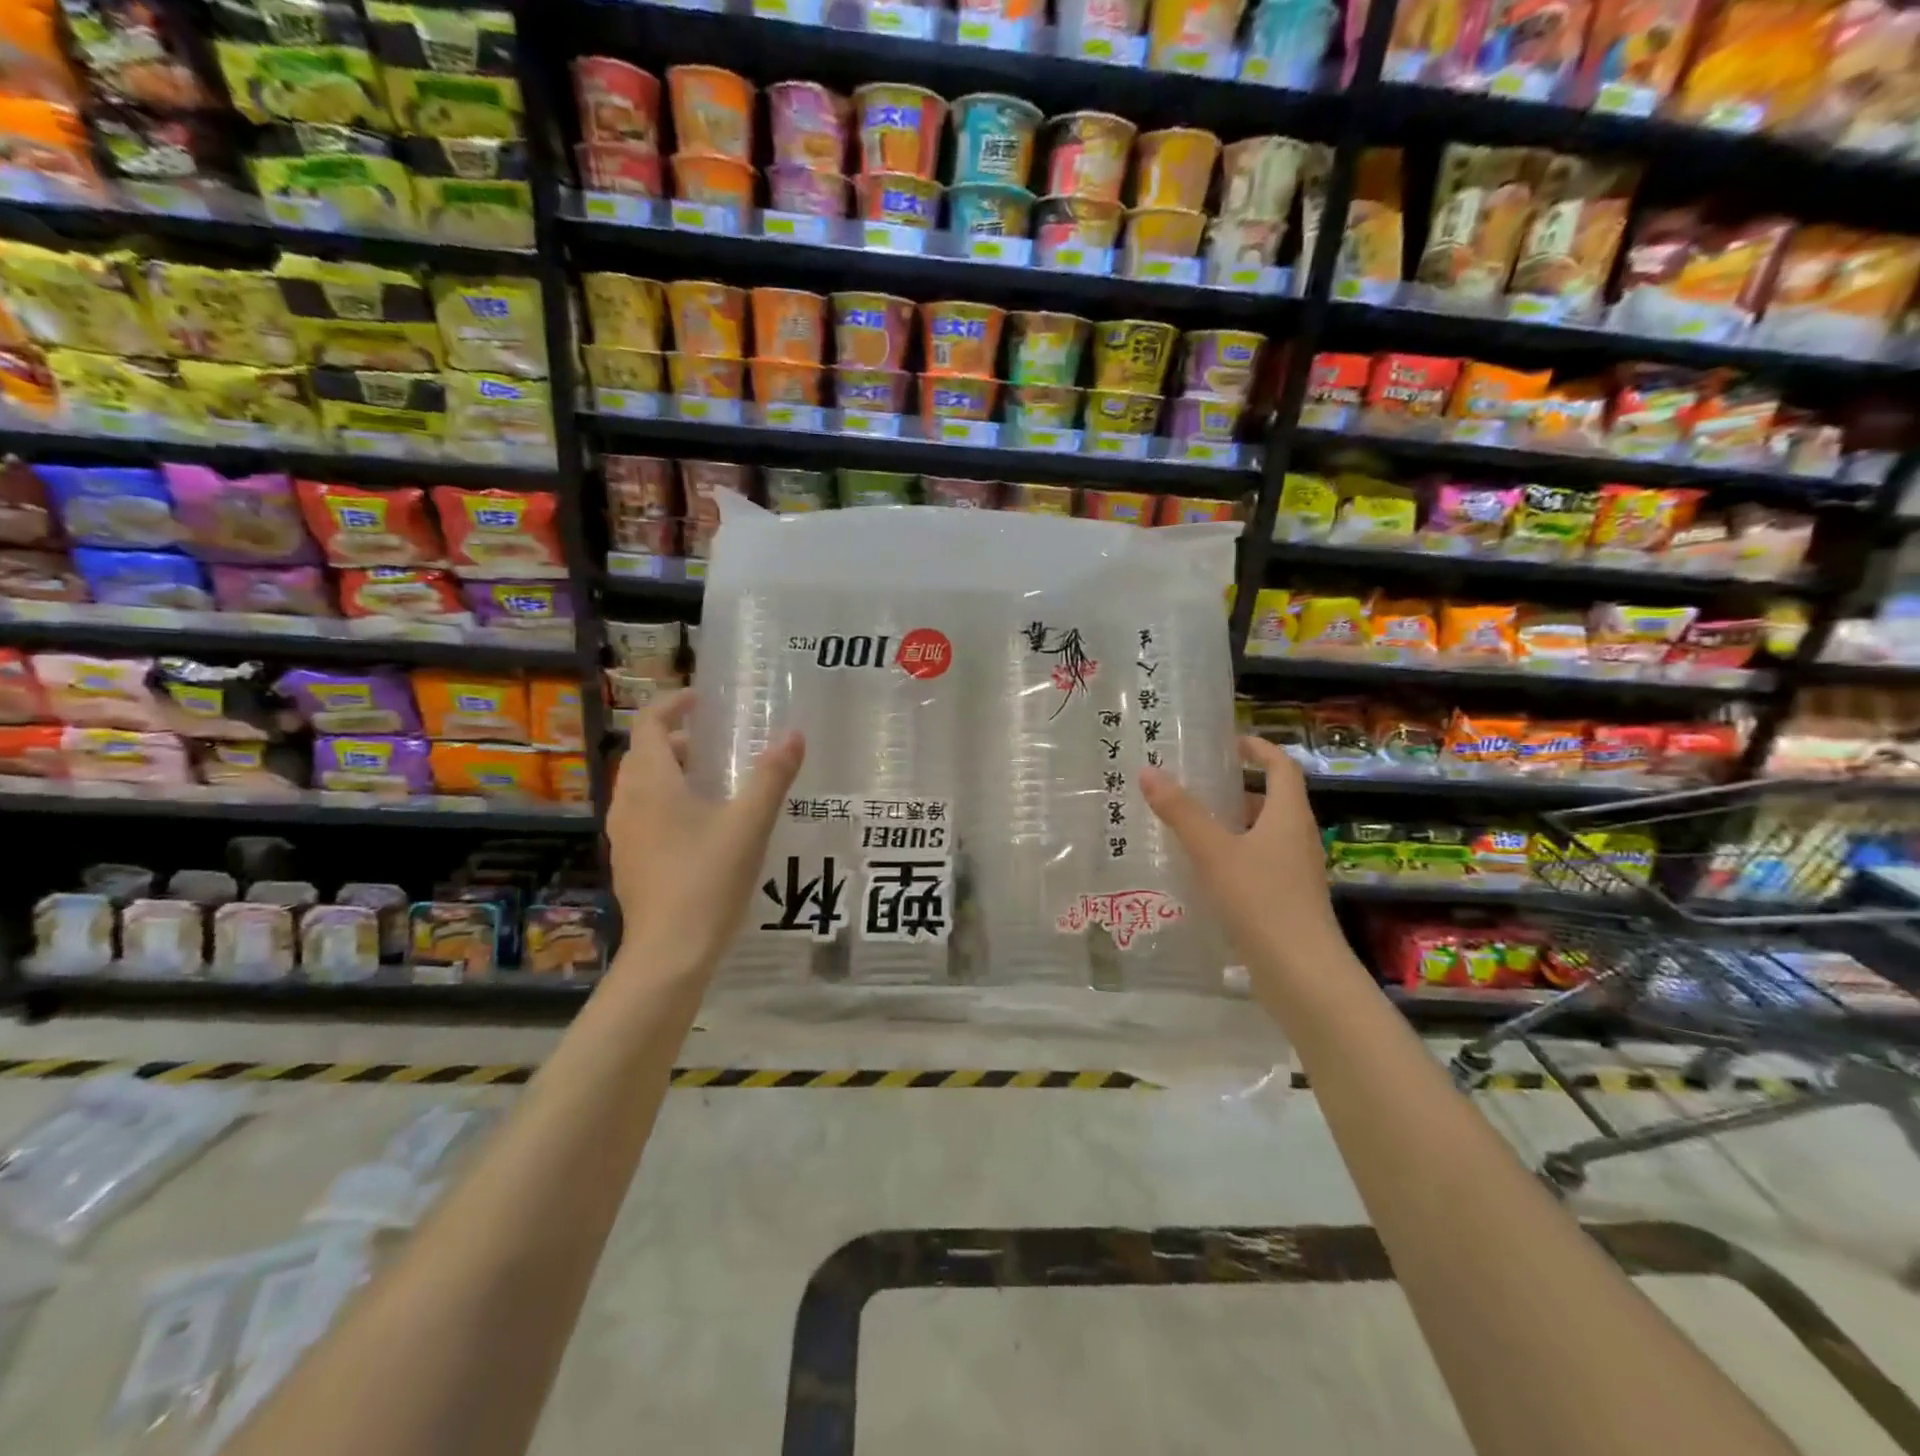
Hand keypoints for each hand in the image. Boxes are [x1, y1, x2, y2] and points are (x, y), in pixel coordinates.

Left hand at [607, 690, 804, 978]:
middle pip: (644, 755)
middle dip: (677, 741)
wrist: (669, 953)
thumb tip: (794, 735)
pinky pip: (644, 815)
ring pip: (642, 787)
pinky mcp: (629, 862)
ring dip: (671, 773)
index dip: (672, 705)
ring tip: (713, 783)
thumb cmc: (707, 880)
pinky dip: (667, 803)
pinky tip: (701, 828)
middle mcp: (628, 803)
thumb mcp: (749, 824)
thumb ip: (772, 776)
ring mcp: (624, 835)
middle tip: (717, 745)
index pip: (649, 724)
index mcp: (651, 783)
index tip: (701, 700)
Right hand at [1139, 737, 1345, 983]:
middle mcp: (1298, 838)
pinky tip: (1203, 871)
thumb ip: (1181, 812)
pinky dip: (1234, 855)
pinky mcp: (1288, 900)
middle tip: (1194, 785)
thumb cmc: (1261, 900)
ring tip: (1190, 825)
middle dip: (1235, 789)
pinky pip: (1259, 863)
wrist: (1302, 973)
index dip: (1258, 748)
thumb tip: (1148, 771)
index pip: (1281, 766)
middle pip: (1272, 800)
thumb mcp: (1213, 852)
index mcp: (1289, 816)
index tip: (1227, 742)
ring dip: (1232, 824)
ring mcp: (1296, 872)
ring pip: (1263, 834)